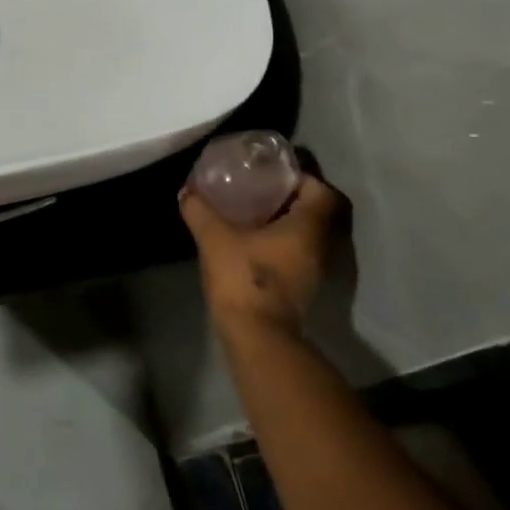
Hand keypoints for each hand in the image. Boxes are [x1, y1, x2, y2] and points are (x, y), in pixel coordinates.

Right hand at [179, 175, 345, 338]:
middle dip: (291, 198)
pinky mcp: (303, 288)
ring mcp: (315, 270)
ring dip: (287, 222)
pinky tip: (253, 241)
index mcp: (309, 227)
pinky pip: (299, 253)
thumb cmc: (244, 278)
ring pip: (308, 235)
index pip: (322, 191)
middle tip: (261, 189)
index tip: (275, 173)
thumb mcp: (214, 237)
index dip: (303, 178)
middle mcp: (321, 246)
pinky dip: (282, 243)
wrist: (256, 336)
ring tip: (254, 212)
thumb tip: (187, 192)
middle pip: (317, 212)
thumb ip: (200, 211)